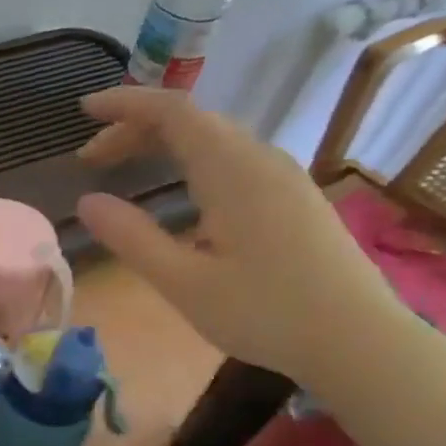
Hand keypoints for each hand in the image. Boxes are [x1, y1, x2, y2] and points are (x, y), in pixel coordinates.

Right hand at [76, 86, 408, 384]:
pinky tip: (180, 190)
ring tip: (125, 168)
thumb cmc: (266, 313)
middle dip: (135, 129)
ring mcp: (283, 176)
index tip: (84, 111)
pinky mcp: (294, 196)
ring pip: (214, 138)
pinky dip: (191, 158)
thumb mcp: (184, 283)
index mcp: (232, 170)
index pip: (172, 111)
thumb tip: (86, 202)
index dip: (125, 103)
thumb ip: (131, 238)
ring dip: (163, 143)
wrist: (361, 342)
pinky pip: (233, 156)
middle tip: (91, 160)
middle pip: (192, 120)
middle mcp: (261, 159)